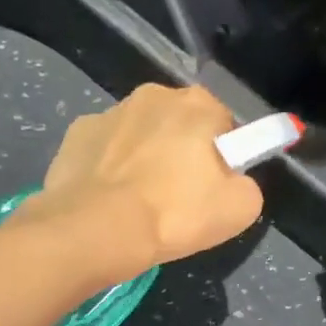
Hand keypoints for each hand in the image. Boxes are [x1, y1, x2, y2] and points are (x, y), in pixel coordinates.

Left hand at [28, 84, 262, 273]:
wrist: (97, 231)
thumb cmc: (174, 215)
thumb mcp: (240, 210)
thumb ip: (248, 186)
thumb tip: (234, 183)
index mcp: (198, 104)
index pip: (224, 126)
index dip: (223, 158)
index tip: (211, 189)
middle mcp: (154, 94)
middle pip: (179, 125)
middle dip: (180, 153)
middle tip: (177, 199)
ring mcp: (110, 111)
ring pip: (139, 135)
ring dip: (142, 158)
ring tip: (138, 204)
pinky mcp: (77, 133)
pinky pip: (104, 149)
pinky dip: (108, 168)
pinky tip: (108, 199)